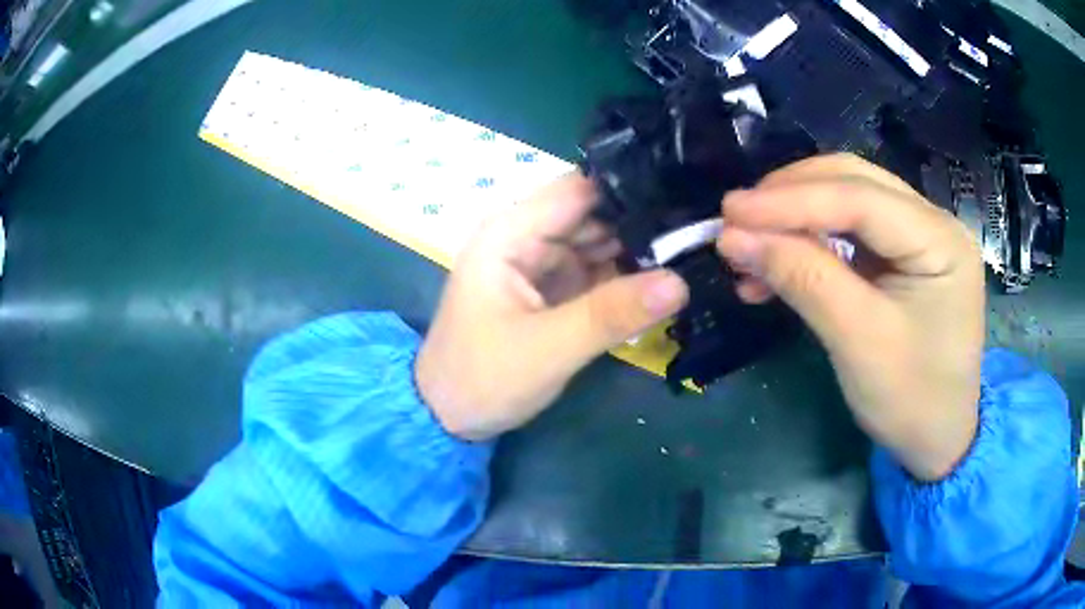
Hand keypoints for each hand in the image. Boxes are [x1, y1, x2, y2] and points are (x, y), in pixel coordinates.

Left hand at [416, 174, 688, 440]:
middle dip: (642, 222)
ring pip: (599, 242)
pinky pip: (594, 272)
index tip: (685, 199)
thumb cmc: (482, 379)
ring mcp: (539, 263)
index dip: (630, 189)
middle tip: (701, 232)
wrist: (448, 417)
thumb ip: (612, 314)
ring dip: (638, 251)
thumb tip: (681, 282)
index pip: (579, 190)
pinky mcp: (550, 289)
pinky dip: (624, 277)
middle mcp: (525, 237)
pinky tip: (664, 279)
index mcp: (510, 233)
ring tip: (694, 252)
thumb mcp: (549, 349)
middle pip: (594, 214)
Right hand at [717, 154, 984, 480]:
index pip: (860, 198)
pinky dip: (809, 243)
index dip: (791, 200)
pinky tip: (778, 265)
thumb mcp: (858, 342)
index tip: (730, 211)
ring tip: (749, 248)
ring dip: (795, 219)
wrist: (937, 439)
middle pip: (853, 183)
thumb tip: (734, 238)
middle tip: (737, 222)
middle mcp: (932, 221)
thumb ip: (803, 279)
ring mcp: (918, 236)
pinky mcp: (902, 255)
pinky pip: (849, 233)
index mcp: (940, 239)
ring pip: (846, 202)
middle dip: (790, 198)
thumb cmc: (911, 400)